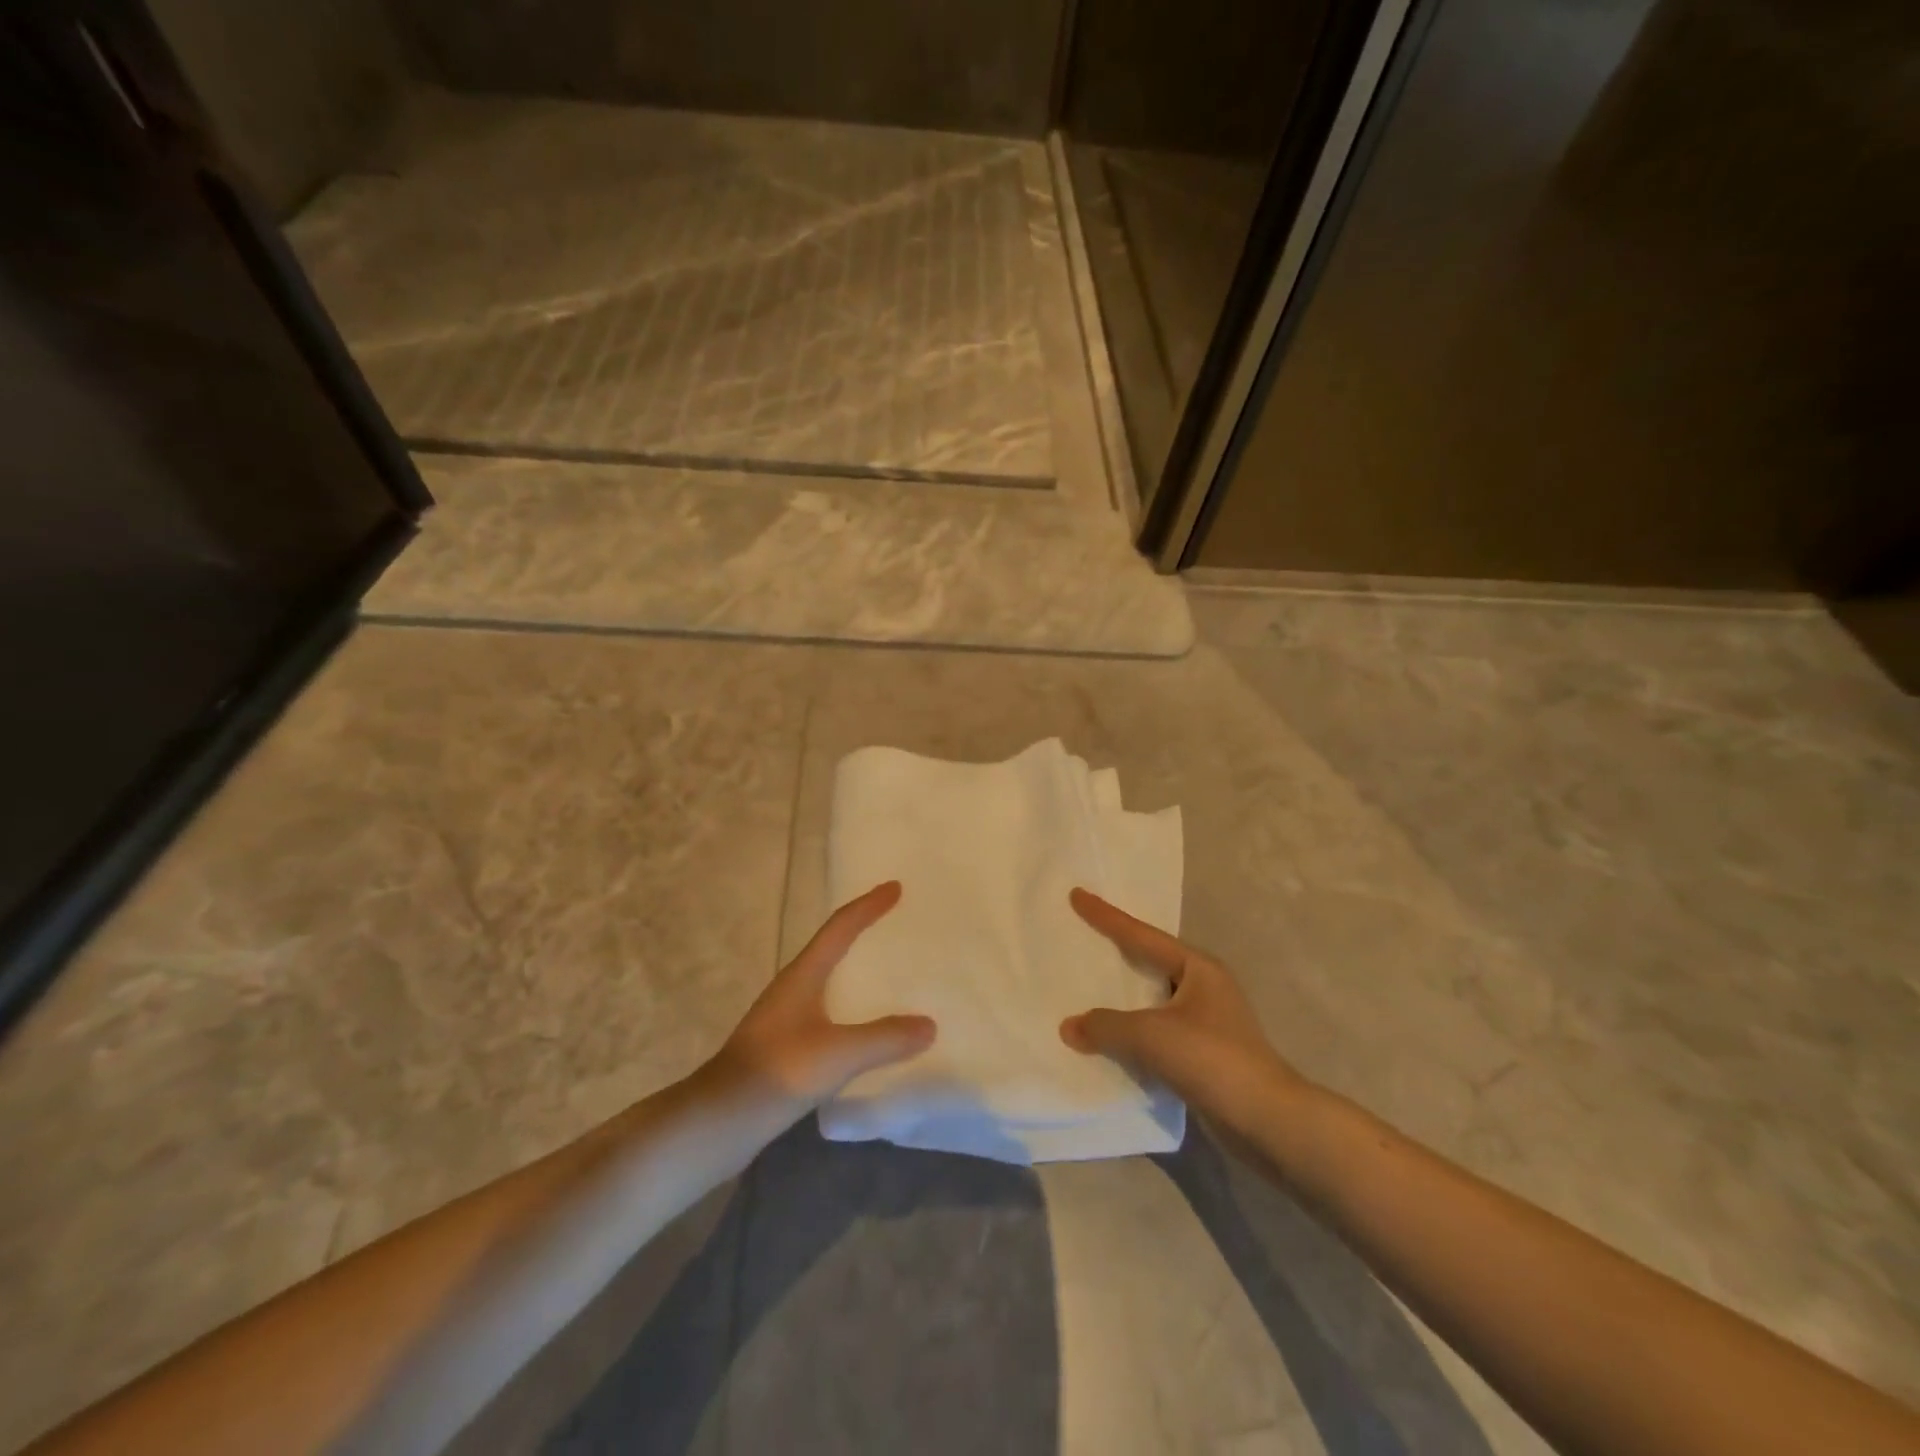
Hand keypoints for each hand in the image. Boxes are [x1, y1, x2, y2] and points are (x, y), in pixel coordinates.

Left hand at [709, 881, 935, 1112]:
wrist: (720, 1121)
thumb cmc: (779, 1071)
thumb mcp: (839, 1053)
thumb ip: (885, 1038)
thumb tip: (929, 1025)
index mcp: (804, 975)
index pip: (840, 927)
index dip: (868, 906)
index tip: (895, 888)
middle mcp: (793, 988)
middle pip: (833, 948)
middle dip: (863, 932)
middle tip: (896, 925)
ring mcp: (785, 1018)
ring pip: (829, 982)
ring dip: (856, 972)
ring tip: (889, 974)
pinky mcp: (785, 1047)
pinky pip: (827, 1013)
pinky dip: (851, 1009)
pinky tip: (866, 1030)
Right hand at [1060, 888, 1309, 1136]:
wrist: (1267, 1120)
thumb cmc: (1212, 1059)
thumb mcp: (1151, 1035)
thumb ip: (1106, 1026)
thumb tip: (1069, 1027)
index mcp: (1197, 967)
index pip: (1140, 934)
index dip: (1105, 916)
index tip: (1077, 894)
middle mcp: (1204, 986)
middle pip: (1149, 960)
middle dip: (1117, 949)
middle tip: (1082, 935)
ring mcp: (1206, 1020)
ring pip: (1152, 998)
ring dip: (1123, 996)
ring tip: (1088, 987)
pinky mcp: (1204, 1052)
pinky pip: (1157, 1029)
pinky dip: (1133, 1030)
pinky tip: (1110, 1037)